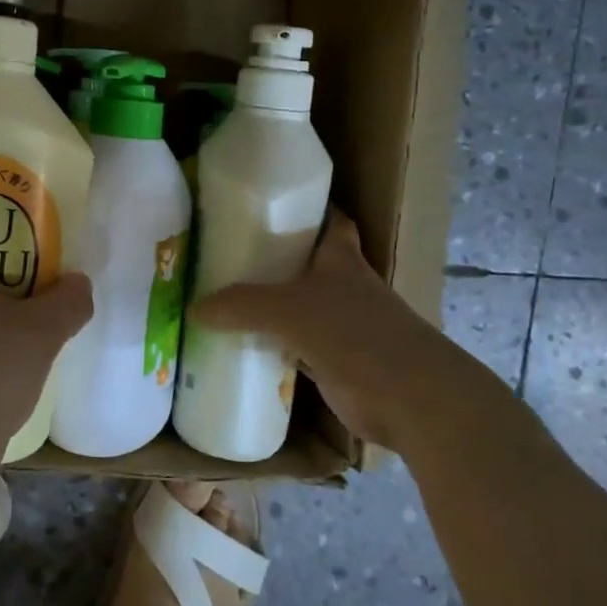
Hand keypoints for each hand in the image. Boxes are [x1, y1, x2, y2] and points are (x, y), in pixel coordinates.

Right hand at [189, 211, 504, 454]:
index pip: (331, 222)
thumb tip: (194, 309)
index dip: (308, 210)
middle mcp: (346, 288)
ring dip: (272, 307)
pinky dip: (274, 347)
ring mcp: (345, 328)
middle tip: (229, 254)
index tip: (273, 204)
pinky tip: (244, 348)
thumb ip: (240, 306)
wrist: (412, 400)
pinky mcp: (338, 364)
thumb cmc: (355, 335)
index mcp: (342, 261)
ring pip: (301, 308)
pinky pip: (296, 349)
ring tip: (225, 299)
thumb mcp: (288, 311)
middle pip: (309, 265)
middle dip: (276, 259)